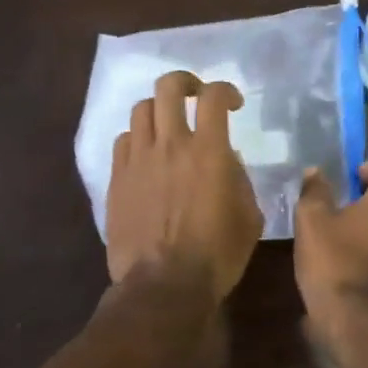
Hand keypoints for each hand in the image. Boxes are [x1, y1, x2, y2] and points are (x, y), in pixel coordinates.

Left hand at [106, 71, 262, 304]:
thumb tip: (227, 160)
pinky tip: (147, 154)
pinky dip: (138, 138)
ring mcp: (139, 159)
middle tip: (195, 97)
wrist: (164, 284)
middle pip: (168, 87)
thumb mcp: (249, 217)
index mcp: (208, 151)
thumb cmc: (217, 255)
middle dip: (185, 83)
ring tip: (168, 126)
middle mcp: (170, 144)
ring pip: (142, 109)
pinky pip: (123, 140)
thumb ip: (240, 179)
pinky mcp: (117, 178)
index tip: (233, 104)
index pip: (214, 97)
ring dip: (159, 110)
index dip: (225, 90)